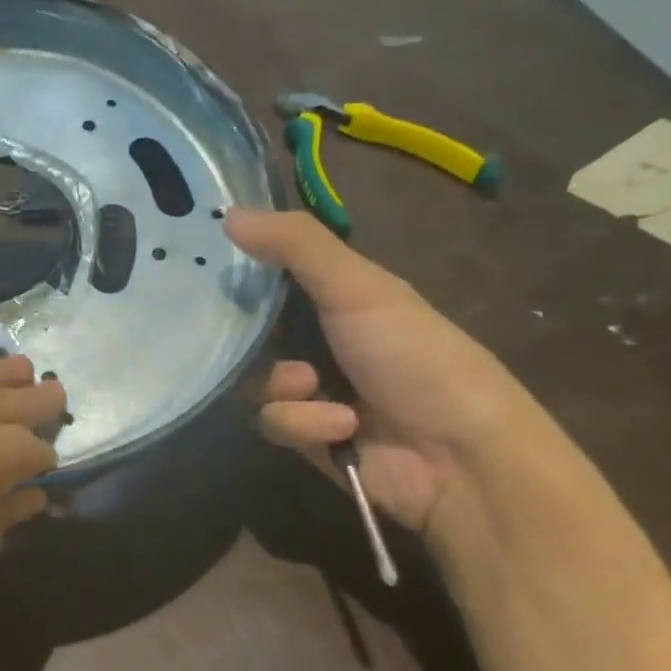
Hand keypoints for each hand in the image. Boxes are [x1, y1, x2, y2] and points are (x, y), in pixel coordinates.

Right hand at [226, 208, 547, 536]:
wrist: (460, 457)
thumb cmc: (414, 356)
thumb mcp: (359, 288)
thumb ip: (296, 246)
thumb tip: (229, 213)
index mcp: (341, 299)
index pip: (277, 276)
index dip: (246, 271)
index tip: (210, 268)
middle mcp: (324, 342)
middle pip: (256, 333)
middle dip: (252, 339)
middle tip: (245, 337)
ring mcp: (316, 393)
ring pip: (256, 381)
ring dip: (283, 385)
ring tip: (313, 387)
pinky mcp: (311, 439)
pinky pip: (274, 423)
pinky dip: (303, 424)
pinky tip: (341, 427)